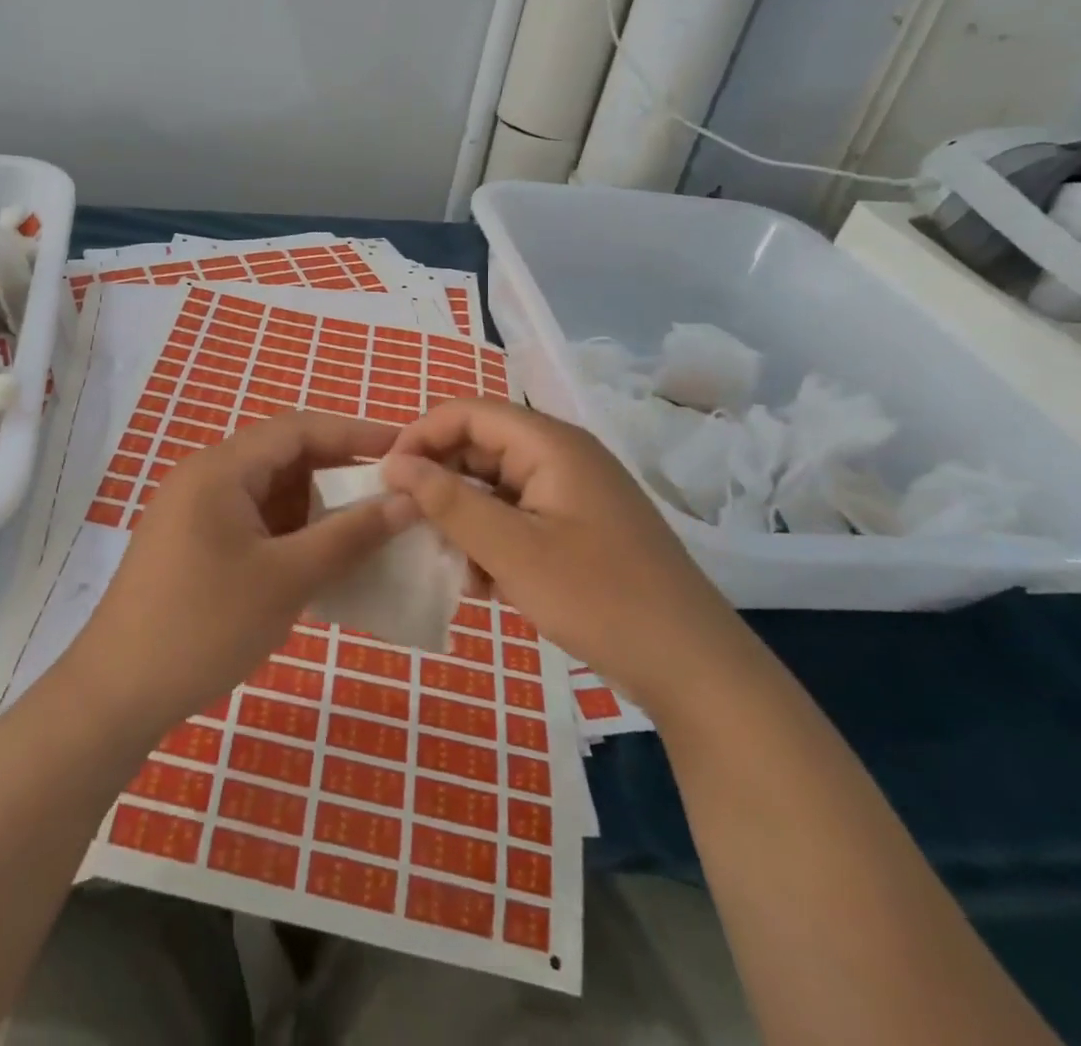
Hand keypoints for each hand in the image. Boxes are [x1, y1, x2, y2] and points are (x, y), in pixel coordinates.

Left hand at [65, 411, 415, 731]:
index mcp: (221, 468)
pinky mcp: (196, 544)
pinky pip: (256, 522)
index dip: (355, 433)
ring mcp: (198, 512)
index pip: (298, 429)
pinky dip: (293, 533)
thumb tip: (408, 502)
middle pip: (285, 457)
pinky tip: (326, 559)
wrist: (117, 692)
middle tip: (394, 494)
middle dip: (341, 473)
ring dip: (319, 507)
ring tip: (370, 529)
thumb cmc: (204, 626)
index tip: (407, 450)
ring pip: (272, 493)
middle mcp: (207, 477)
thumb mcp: (287, 579)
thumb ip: (350, 536)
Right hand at [382, 399, 744, 709]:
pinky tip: (487, 583)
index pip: (467, 412)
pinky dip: (493, 539)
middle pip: (480, 446)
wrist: (693, 667)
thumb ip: (449, 501)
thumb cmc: (599, 598)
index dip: (421, 435)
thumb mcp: (511, 550)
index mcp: (551, 443)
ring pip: (496, 484)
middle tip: (413, 527)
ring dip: (466, 518)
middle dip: (442, 483)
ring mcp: (573, 491)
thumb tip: (395, 463)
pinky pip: (519, 514)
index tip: (387, 478)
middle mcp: (562, 455)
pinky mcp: (580, 524)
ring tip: (455, 566)